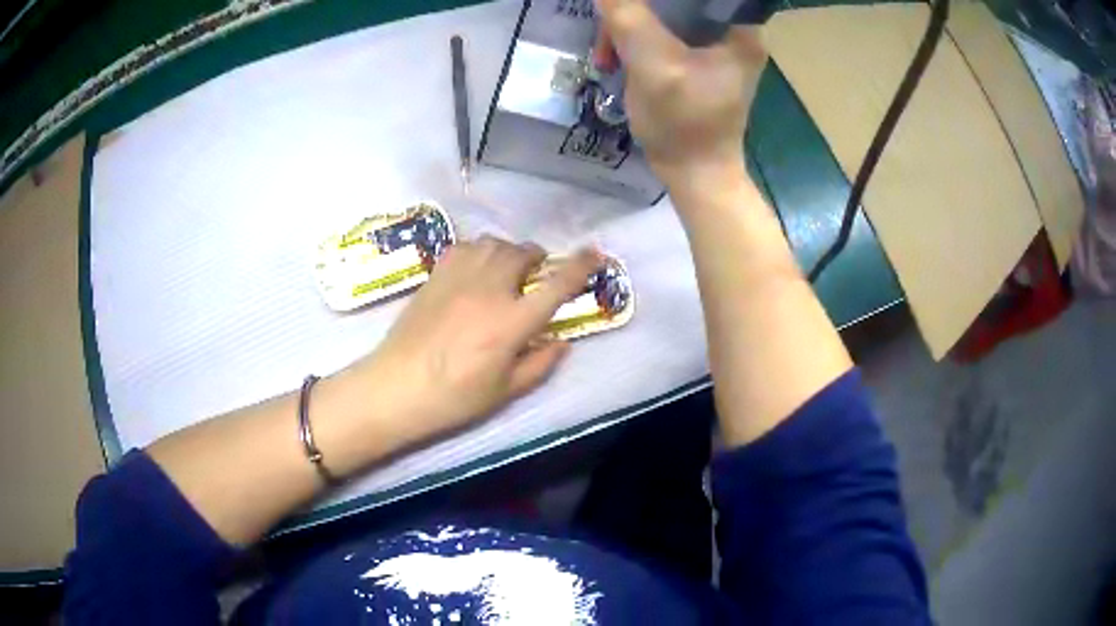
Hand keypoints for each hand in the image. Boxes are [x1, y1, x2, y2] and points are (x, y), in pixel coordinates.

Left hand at [351, 236, 599, 442]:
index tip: (595, 254)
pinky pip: (464, 247)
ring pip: (493, 244)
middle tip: (537, 273)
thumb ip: (540, 363)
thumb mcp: (505, 391)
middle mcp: (488, 290)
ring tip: (507, 268)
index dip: (580, 267)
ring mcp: (458, 278)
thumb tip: (562, 342)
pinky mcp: (435, 276)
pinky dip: (478, 250)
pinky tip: (475, 267)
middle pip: (522, 254)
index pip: (556, 286)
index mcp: (511, 322)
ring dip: (509, 251)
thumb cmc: (453, 398)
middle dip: (537, 258)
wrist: (396, 387)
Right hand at [594, 0, 766, 191]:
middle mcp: (735, 29)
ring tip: (608, 55)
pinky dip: (637, 40)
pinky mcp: (701, 59)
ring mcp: (717, 45)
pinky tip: (619, 58)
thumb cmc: (684, 124)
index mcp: (741, 27)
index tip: (630, 6)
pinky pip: (663, 31)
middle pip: (678, 0)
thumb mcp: (653, 65)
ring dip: (630, 28)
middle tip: (609, 33)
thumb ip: (628, 17)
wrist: (695, 175)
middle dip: (637, 10)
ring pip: (666, 13)